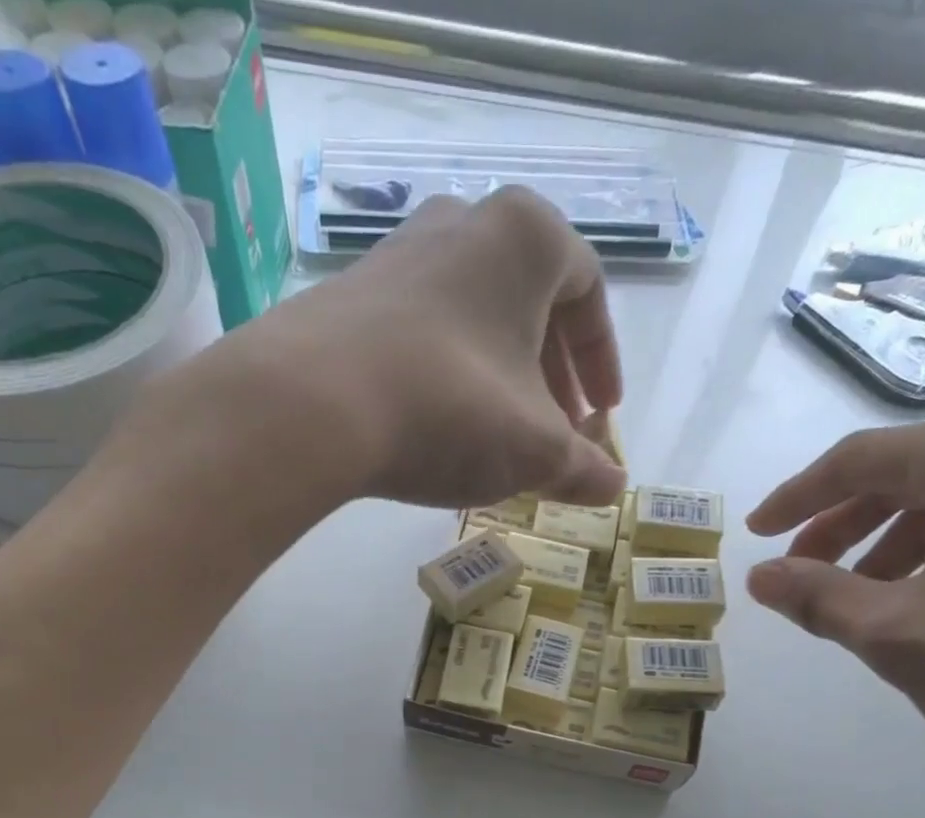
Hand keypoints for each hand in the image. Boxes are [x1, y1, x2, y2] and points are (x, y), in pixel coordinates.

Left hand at [234, 187, 626, 511]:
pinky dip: (449, 373)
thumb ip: (583, 467)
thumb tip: (613, 488)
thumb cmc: (450, 408)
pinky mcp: (352, 295)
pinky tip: (440, 424)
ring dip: (499, 374)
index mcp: (526, 238)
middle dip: (551, 373)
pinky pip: (424, 331)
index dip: (602, 359)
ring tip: (498, 433)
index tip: (601, 412)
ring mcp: (400, 254)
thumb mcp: (534, 450)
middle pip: (529, 301)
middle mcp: (463, 223)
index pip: (589, 289)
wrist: (312, 404)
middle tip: (556, 429)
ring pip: (474, 315)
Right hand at [744, 402, 924, 801]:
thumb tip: (758, 578)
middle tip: (799, 578)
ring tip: (857, 602)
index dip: (795, 500)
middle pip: (906, 474)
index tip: (753, 537)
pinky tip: (924, 602)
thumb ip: (817, 598)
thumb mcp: (898, 634)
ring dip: (886, 545)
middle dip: (840, 527)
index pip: (860, 459)